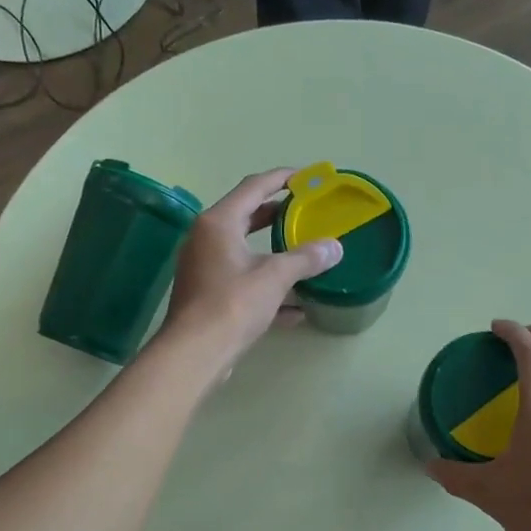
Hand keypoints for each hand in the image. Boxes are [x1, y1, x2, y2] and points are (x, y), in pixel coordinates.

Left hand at [158, 169, 342, 379]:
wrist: (196, 353)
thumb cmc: (232, 304)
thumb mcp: (275, 277)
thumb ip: (306, 258)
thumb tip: (335, 247)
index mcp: (219, 222)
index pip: (253, 187)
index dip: (282, 178)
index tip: (307, 177)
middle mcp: (207, 239)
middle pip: (247, 216)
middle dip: (278, 214)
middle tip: (306, 212)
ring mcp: (206, 268)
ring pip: (246, 251)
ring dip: (275, 253)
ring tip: (306, 252)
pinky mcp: (209, 296)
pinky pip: (244, 281)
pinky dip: (268, 287)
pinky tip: (297, 307)